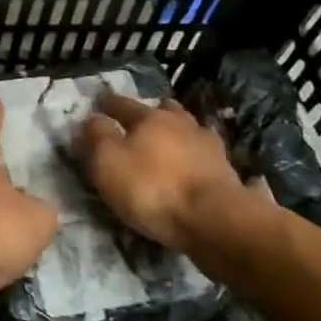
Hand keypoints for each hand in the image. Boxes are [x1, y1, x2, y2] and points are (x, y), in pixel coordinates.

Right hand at [75, 92, 248, 251]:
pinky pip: (205, 155)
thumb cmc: (152, 187)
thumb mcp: (108, 162)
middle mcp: (182, 123)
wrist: (215, 219)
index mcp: (150, 117)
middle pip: (164, 110)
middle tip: (139, 122)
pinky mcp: (226, 171)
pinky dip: (195, 156)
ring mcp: (209, 146)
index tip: (98, 102)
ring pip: (188, 130)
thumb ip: (97, 136)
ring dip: (177, 133)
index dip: (107, 103)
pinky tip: (192, 165)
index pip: (123, 104)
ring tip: (168, 144)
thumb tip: (93, 119)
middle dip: (150, 113)